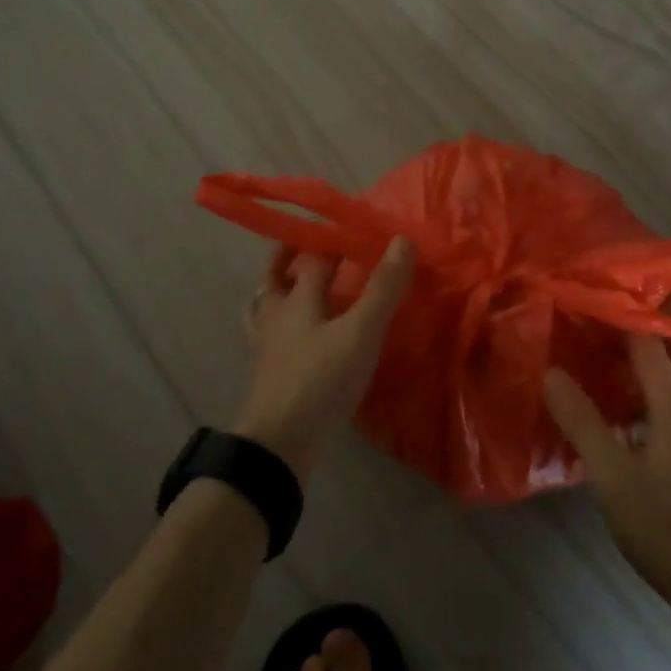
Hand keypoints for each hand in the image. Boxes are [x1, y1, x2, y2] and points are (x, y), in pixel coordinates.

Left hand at [235, 238, 414, 480]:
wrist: (280, 445)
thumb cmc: (321, 379)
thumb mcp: (361, 331)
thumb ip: (383, 288)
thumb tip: (403, 239)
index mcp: (297, 298)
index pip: (312, 257)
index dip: (330, 238)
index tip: (349, 226)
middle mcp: (277, 316)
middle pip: (276, 278)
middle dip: (290, 258)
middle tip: (312, 246)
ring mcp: (270, 348)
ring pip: (268, 308)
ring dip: (281, 290)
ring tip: (299, 285)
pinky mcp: (271, 375)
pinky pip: (274, 337)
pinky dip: (284, 326)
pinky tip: (303, 336)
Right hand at [544, 334, 670, 617]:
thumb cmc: (666, 528)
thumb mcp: (612, 476)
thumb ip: (582, 422)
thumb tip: (551, 372)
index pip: (652, 346)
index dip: (623, 318)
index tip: (595, 299)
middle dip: (662, 332)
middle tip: (621, 324)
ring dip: (663, 364)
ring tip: (619, 361)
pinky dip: (663, 395)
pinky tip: (633, 415)